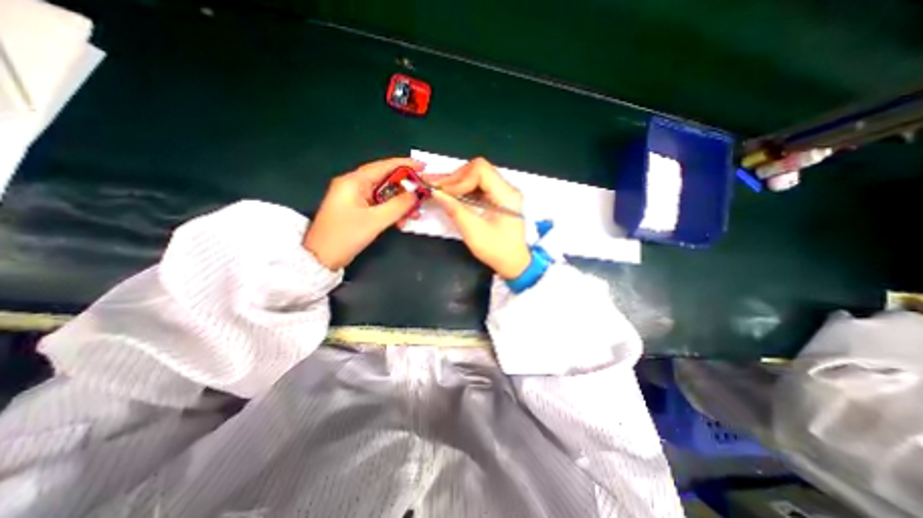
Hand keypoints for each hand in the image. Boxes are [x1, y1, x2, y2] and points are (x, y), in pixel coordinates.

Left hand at [306, 155, 421, 269]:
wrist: (322, 258)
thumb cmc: (345, 236)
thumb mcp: (375, 220)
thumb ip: (398, 206)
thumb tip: (416, 195)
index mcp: (353, 182)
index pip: (383, 166)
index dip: (405, 165)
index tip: (423, 166)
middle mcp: (354, 186)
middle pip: (386, 181)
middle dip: (406, 189)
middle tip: (423, 194)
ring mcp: (355, 199)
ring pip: (385, 195)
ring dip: (400, 204)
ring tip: (415, 213)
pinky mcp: (358, 210)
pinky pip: (380, 206)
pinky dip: (392, 212)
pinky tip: (402, 221)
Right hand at [430, 157, 530, 279]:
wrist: (514, 263)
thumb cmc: (497, 250)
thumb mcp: (473, 232)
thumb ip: (455, 210)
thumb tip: (435, 192)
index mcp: (506, 195)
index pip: (480, 170)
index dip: (459, 179)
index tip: (442, 192)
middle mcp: (507, 188)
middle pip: (478, 170)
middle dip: (455, 178)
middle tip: (436, 187)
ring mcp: (503, 193)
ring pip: (476, 177)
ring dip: (457, 183)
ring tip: (439, 189)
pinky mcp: (498, 199)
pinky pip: (478, 187)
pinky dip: (463, 189)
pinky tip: (451, 195)